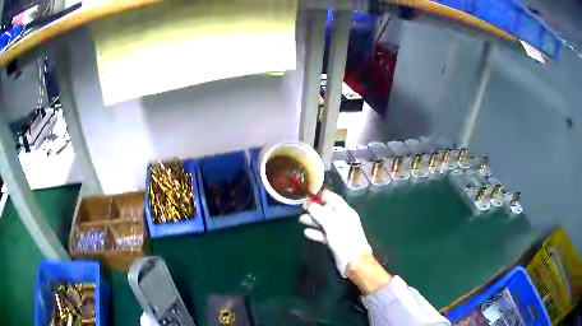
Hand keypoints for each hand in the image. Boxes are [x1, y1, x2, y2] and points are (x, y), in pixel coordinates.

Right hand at [299, 190, 371, 276]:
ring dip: (313, 220)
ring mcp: (338, 230)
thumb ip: (320, 213)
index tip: (308, 196)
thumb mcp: (331, 224)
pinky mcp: (334, 241)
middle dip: (314, 209)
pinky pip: (323, 233)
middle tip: (301, 209)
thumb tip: (309, 204)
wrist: (353, 261)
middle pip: (327, 210)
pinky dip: (315, 232)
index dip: (321, 196)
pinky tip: (306, 233)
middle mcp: (342, 219)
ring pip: (324, 222)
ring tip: (301, 220)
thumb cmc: (344, 239)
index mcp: (345, 211)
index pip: (332, 198)